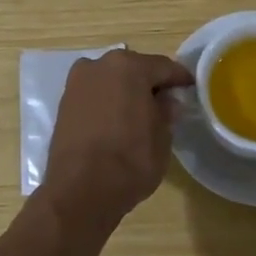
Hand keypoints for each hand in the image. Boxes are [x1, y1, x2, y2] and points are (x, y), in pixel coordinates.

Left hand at [42, 49, 193, 221]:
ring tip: (140, 114)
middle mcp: (99, 65)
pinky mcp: (64, 103)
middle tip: (166, 103)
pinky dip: (107, 103)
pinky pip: (95, 95)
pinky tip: (117, 122)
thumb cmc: (130, 160)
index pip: (164, 67)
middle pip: (134, 69)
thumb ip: (166, 111)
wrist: (80, 190)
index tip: (191, 89)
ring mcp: (77, 83)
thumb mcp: (162, 137)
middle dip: (150, 83)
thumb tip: (167, 101)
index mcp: (129, 66)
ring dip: (126, 92)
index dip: (180, 79)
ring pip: (111, 81)